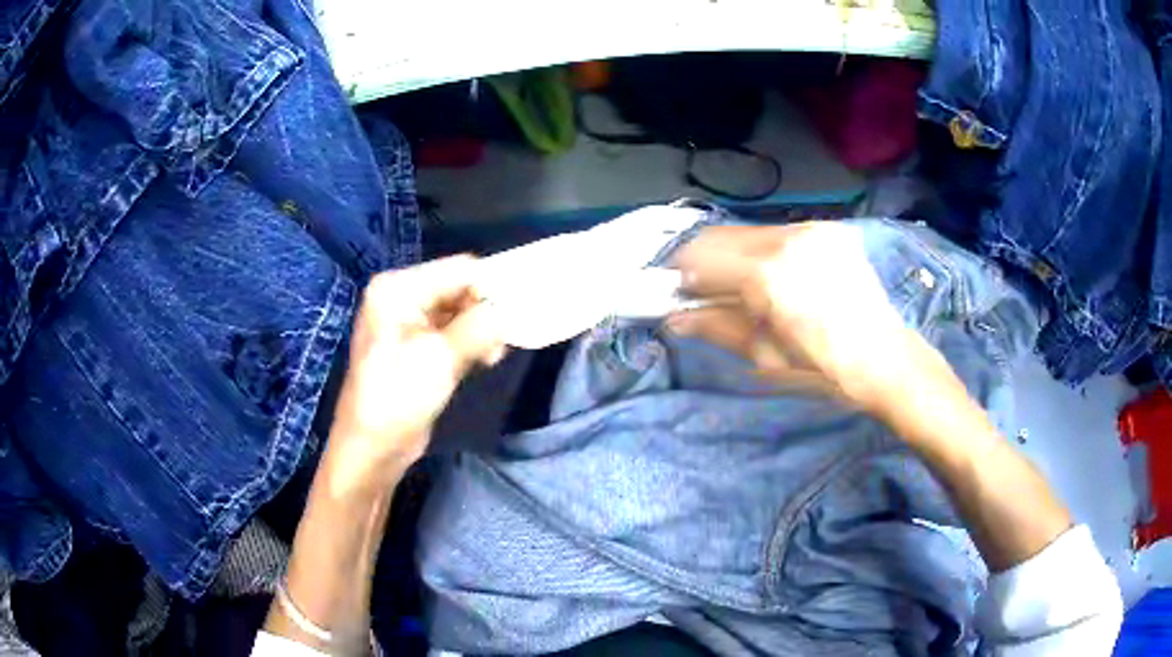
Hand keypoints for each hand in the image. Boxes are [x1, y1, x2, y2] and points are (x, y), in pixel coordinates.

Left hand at [324, 256, 504, 492]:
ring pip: (461, 310)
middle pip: (460, 287)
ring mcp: (409, 321)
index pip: (459, 269)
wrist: (372, 449)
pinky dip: (472, 341)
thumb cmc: (397, 399)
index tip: (521, 311)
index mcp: (398, 288)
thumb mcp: (441, 358)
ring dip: (482, 330)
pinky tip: (482, 360)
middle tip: (504, 341)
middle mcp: (401, 296)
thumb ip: (480, 326)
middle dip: (487, 311)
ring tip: (492, 357)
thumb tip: (511, 308)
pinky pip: (454, 330)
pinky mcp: (417, 345)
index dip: (492, 287)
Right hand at [670, 223, 925, 412]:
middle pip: (720, 236)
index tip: (673, 294)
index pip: (699, 256)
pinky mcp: (829, 229)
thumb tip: (673, 318)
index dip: (679, 275)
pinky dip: (763, 252)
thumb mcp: (764, 355)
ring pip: (749, 232)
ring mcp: (811, 229)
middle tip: (702, 292)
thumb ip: (715, 327)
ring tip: (742, 289)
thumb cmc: (824, 370)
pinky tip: (775, 279)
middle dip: (702, 263)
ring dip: (733, 256)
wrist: (886, 359)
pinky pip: (779, 233)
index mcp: (768, 275)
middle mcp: (787, 239)